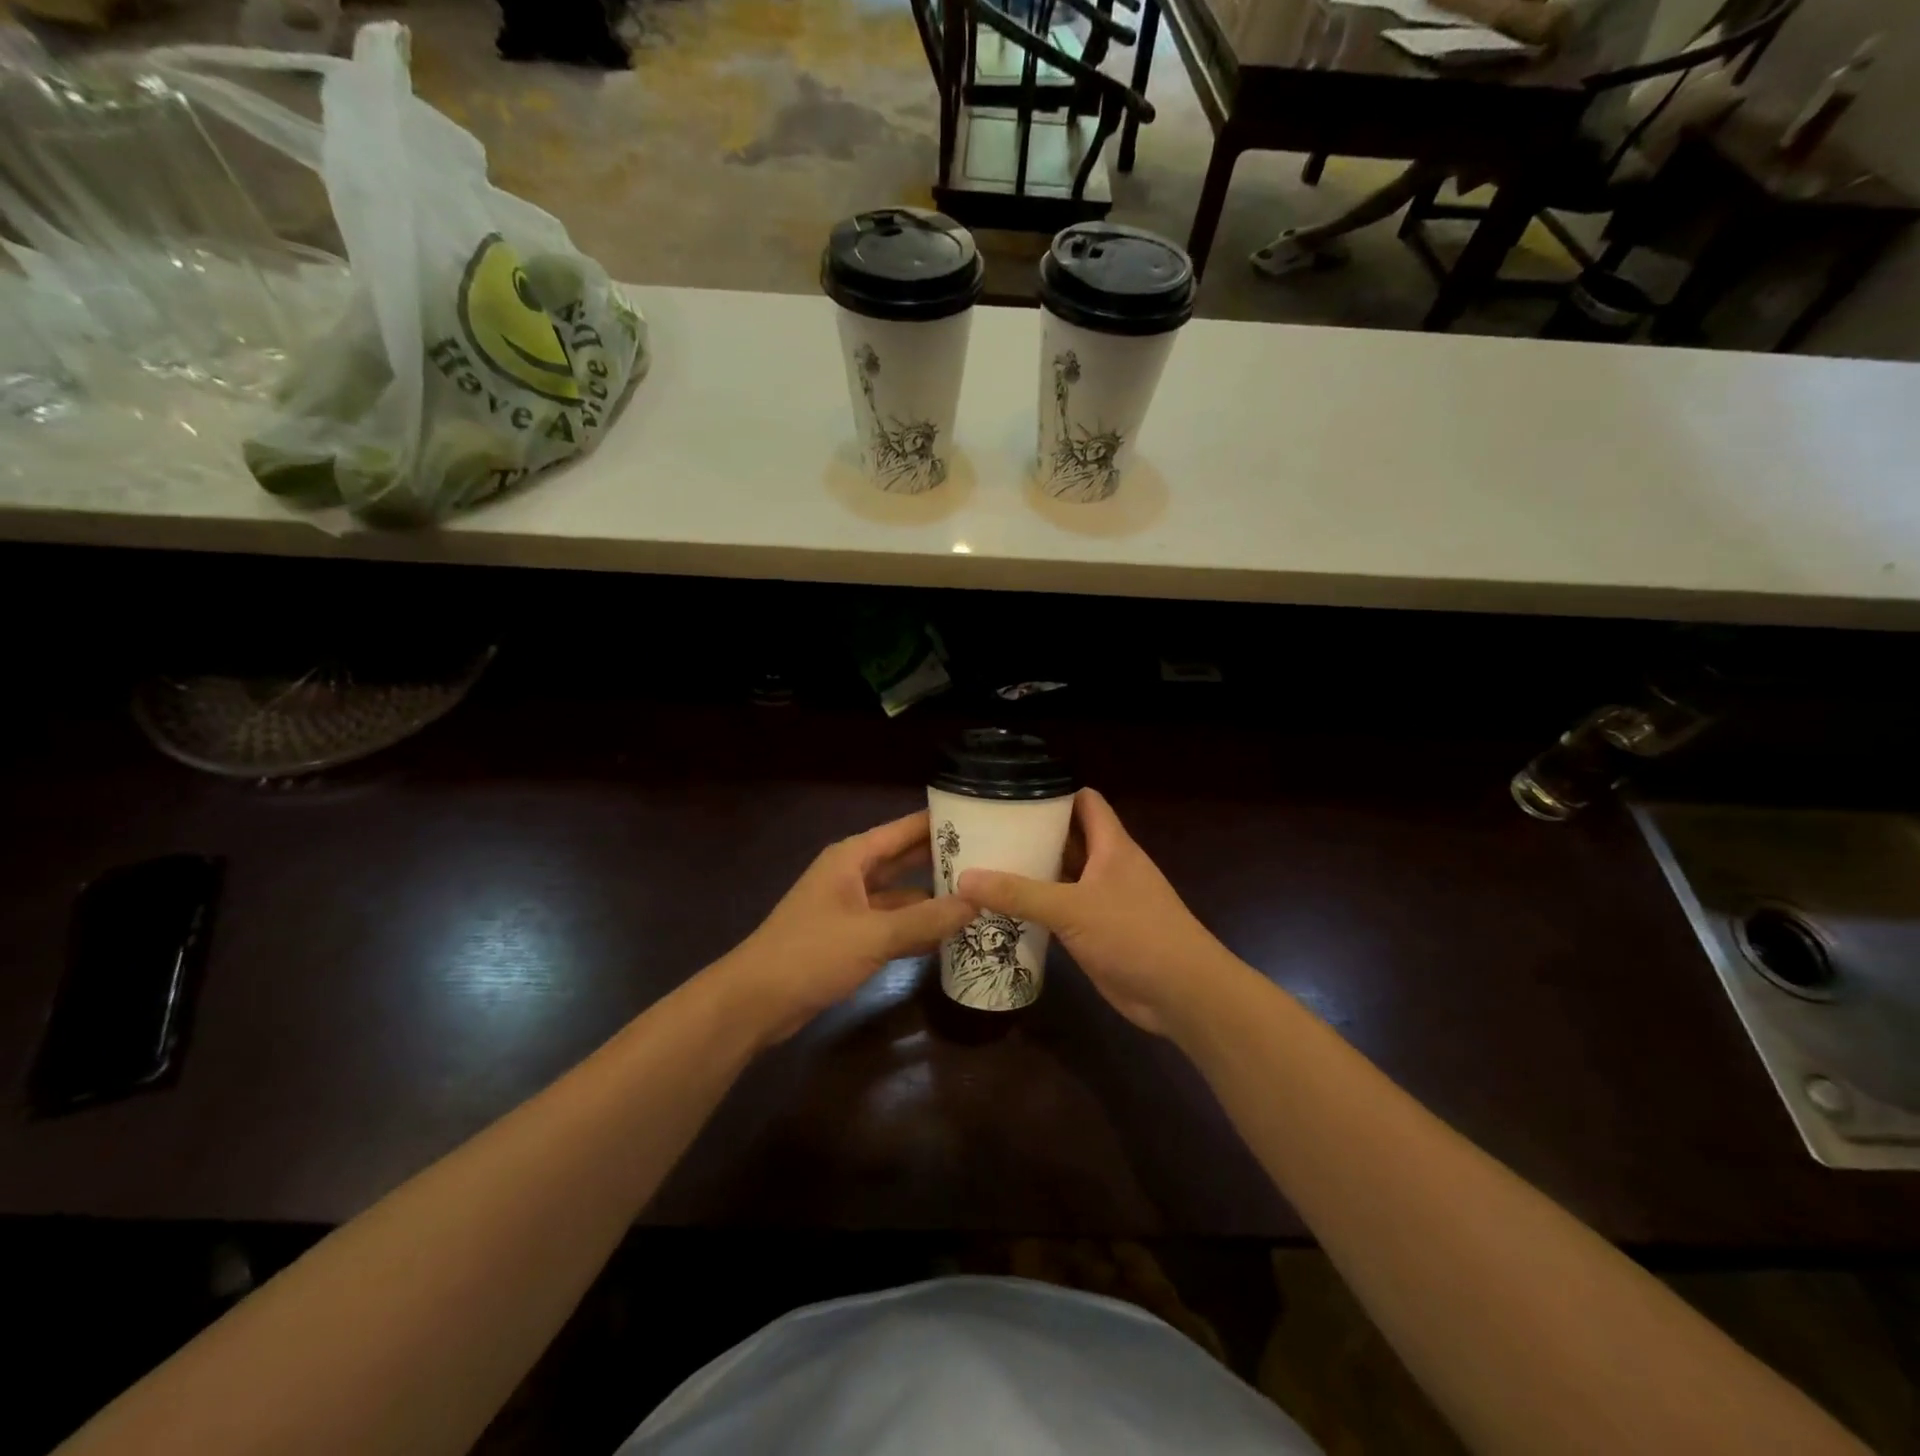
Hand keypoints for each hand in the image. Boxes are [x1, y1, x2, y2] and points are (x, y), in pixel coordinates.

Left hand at [721, 810, 975, 1045]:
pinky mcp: (851, 937)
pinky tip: (951, 935)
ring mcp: (852, 907)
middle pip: (906, 859)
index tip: (983, 818)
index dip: (941, 822)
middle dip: (944, 860)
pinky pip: (893, 923)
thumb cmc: (810, 954)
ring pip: (902, 894)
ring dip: (934, 897)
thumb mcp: (872, 935)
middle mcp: (853, 874)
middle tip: (993, 859)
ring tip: (982, 897)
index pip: (905, 829)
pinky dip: (918, 927)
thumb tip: (978, 902)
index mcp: (853, 857)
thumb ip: (926, 919)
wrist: (755, 1002)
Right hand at [957, 789, 1234, 1036]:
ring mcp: (1102, 900)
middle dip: (1031, 833)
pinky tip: (1002, 909)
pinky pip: (1060, 909)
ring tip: (984, 864)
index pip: (1084, 801)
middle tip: (984, 830)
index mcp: (1111, 845)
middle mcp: (1107, 866)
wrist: (1182, 993)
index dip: (1053, 792)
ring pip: (1062, 875)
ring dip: (1031, 870)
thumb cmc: (1135, 934)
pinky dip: (1037, 906)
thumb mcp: (1072, 909)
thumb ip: (1019, 893)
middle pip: (1068, 837)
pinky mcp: (1096, 931)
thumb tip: (965, 878)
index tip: (1011, 793)